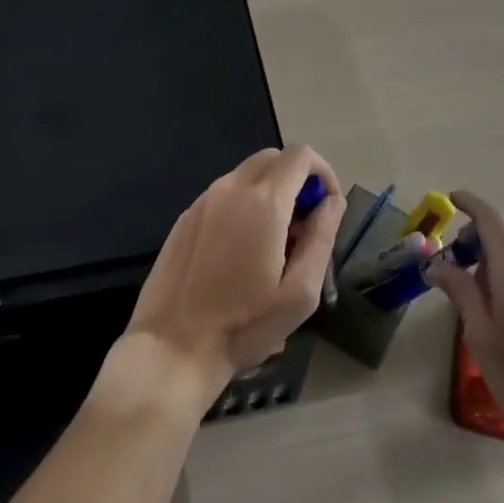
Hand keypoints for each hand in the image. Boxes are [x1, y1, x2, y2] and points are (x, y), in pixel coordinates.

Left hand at [122, 145, 344, 406]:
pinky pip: (225, 194)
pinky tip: (239, 251)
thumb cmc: (244, 326)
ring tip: (272, 244)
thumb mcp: (300, 293)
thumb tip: (332, 202)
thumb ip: (322, 237)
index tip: (326, 208)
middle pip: (274, 158)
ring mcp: (204, 199)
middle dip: (297, 180)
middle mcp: (232, 188)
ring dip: (270, 193)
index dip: (323, 172)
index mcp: (264, 202)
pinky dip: (243, 205)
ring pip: (248, 174)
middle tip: (303, 226)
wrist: (172, 348)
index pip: (301, 154)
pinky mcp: (186, 216)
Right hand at [427, 190, 503, 456]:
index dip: (469, 203)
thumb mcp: (480, 336)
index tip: (451, 200)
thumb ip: (460, 291)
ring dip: (498, 250)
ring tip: (477, 285)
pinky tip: (503, 301)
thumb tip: (437, 265)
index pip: (491, 218)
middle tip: (457, 257)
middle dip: (480, 231)